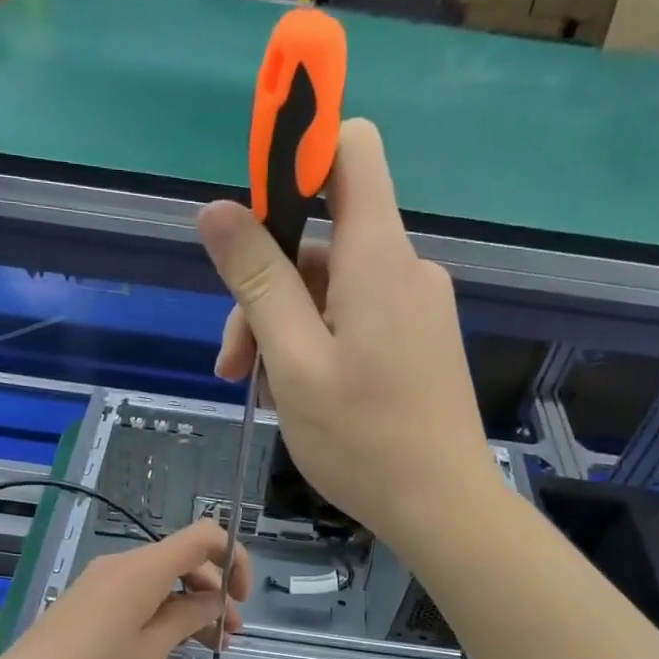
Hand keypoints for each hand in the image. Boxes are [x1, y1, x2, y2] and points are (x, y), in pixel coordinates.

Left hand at [0, 521, 250, 658]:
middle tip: (229, 635)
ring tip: (207, 644)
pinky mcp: (88, 599)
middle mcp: (122, 564)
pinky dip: (161, 609)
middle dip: (214, 591)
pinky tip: (168, 642)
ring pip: (160, 579)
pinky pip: (136, 591)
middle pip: (183, 560)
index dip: (233, 558)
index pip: (204, 536)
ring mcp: (101, 580)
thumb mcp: (150, 652)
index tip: (240, 599)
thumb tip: (213, 600)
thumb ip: (188, 618)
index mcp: (143, 569)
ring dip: (189, 604)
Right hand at [197, 119, 502, 557]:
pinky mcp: (418, 343)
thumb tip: (214, 209)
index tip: (250, 196)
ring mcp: (415, 308)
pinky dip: (317, 344)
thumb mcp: (293, 361)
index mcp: (376, 258)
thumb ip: (257, 280)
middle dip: (265, 287)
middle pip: (320, 239)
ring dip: (284, 328)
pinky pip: (356, 320)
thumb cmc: (364, 440)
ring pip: (331, 289)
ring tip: (260, 391)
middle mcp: (403, 268)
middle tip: (232, 364)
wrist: (444, 509)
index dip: (298, 150)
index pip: (349, 150)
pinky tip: (297, 395)